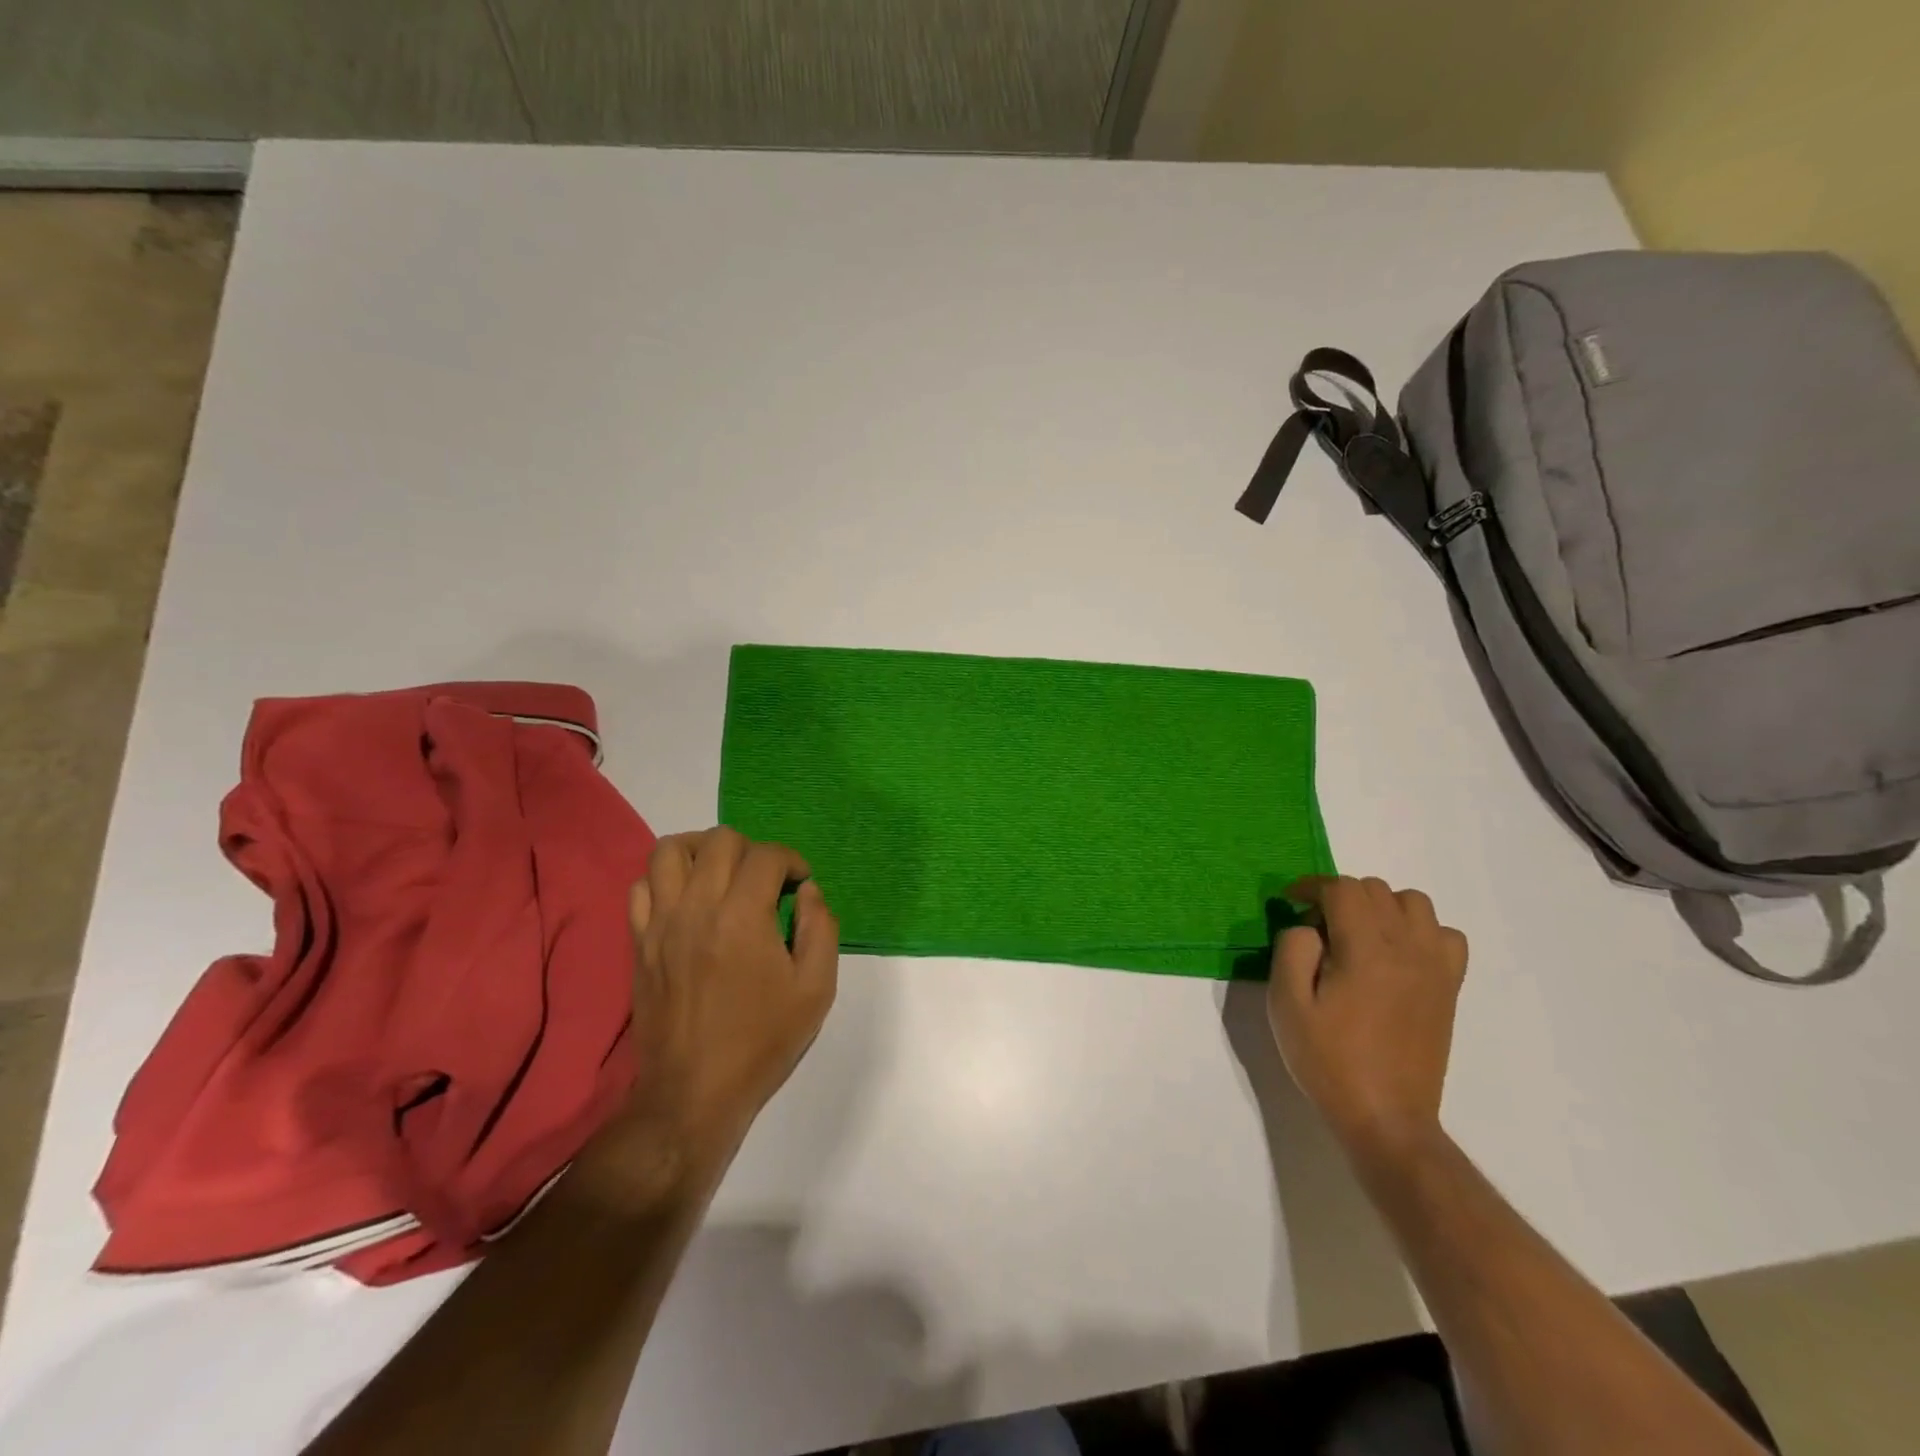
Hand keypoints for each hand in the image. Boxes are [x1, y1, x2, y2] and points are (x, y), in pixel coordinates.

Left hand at [603, 828, 839, 1185]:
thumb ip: (821, 928)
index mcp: (743, 917)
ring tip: (722, 873)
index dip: (792, 860)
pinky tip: (686, 900)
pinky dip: (665, 879)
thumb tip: (808, 891)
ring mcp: (660, 923)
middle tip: (765, 881)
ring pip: (670, 850)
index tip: (800, 883)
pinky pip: (641, 886)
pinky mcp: (638, 942)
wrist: (693, 1093)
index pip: (767, 855)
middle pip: (720, 840)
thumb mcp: (815, 989)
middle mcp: (697, 907)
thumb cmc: (761, 1041)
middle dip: (752, 849)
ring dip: (702, 850)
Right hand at [1267, 875, 1467, 1157]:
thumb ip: (1292, 949)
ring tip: (1358, 935)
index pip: (1341, 889)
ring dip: (1380, 906)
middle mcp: (1407, 948)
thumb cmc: (1329, 1060)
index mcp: (1366, 950)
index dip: (1311, 886)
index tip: (1291, 901)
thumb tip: (1308, 926)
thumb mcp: (1286, 1004)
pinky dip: (1419, 930)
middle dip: (1339, 896)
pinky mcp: (1448, 987)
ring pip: (1413, 903)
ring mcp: (1435, 967)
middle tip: (1317, 929)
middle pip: (1375, 889)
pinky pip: (1444, 935)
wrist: (1386, 1117)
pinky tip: (1396, 954)